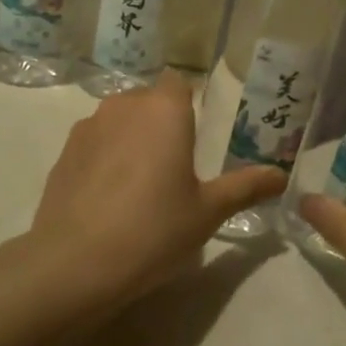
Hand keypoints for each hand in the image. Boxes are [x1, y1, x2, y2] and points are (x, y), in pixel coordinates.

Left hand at [29, 73, 285, 303]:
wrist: (76, 262)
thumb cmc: (154, 229)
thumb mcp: (208, 211)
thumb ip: (245, 187)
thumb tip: (281, 176)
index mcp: (164, 110)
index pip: (179, 83)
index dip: (189, 103)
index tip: (198, 135)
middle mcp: (124, 106)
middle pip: (149, 101)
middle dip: (162, 122)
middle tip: (177, 164)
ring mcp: (88, 127)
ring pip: (119, 120)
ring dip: (132, 138)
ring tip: (142, 182)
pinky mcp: (64, 153)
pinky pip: (95, 142)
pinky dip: (105, 157)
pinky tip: (110, 196)